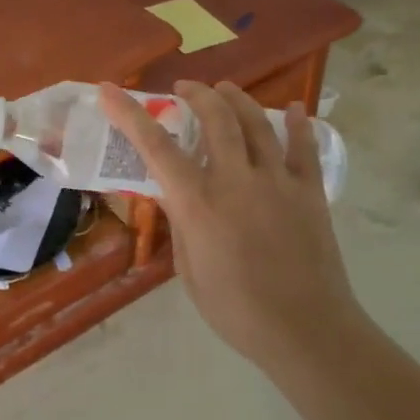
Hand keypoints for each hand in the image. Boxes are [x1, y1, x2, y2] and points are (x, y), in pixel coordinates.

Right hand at [100, 81, 364, 366]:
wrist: (306, 331)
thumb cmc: (235, 309)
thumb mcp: (189, 270)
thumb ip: (182, 223)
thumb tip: (176, 196)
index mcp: (198, 203)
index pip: (155, 147)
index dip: (128, 114)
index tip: (109, 90)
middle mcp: (236, 181)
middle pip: (215, 119)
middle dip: (195, 94)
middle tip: (183, 88)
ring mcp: (278, 182)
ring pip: (257, 123)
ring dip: (236, 99)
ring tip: (223, 89)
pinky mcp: (310, 193)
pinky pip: (304, 148)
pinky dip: (297, 124)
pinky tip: (292, 108)